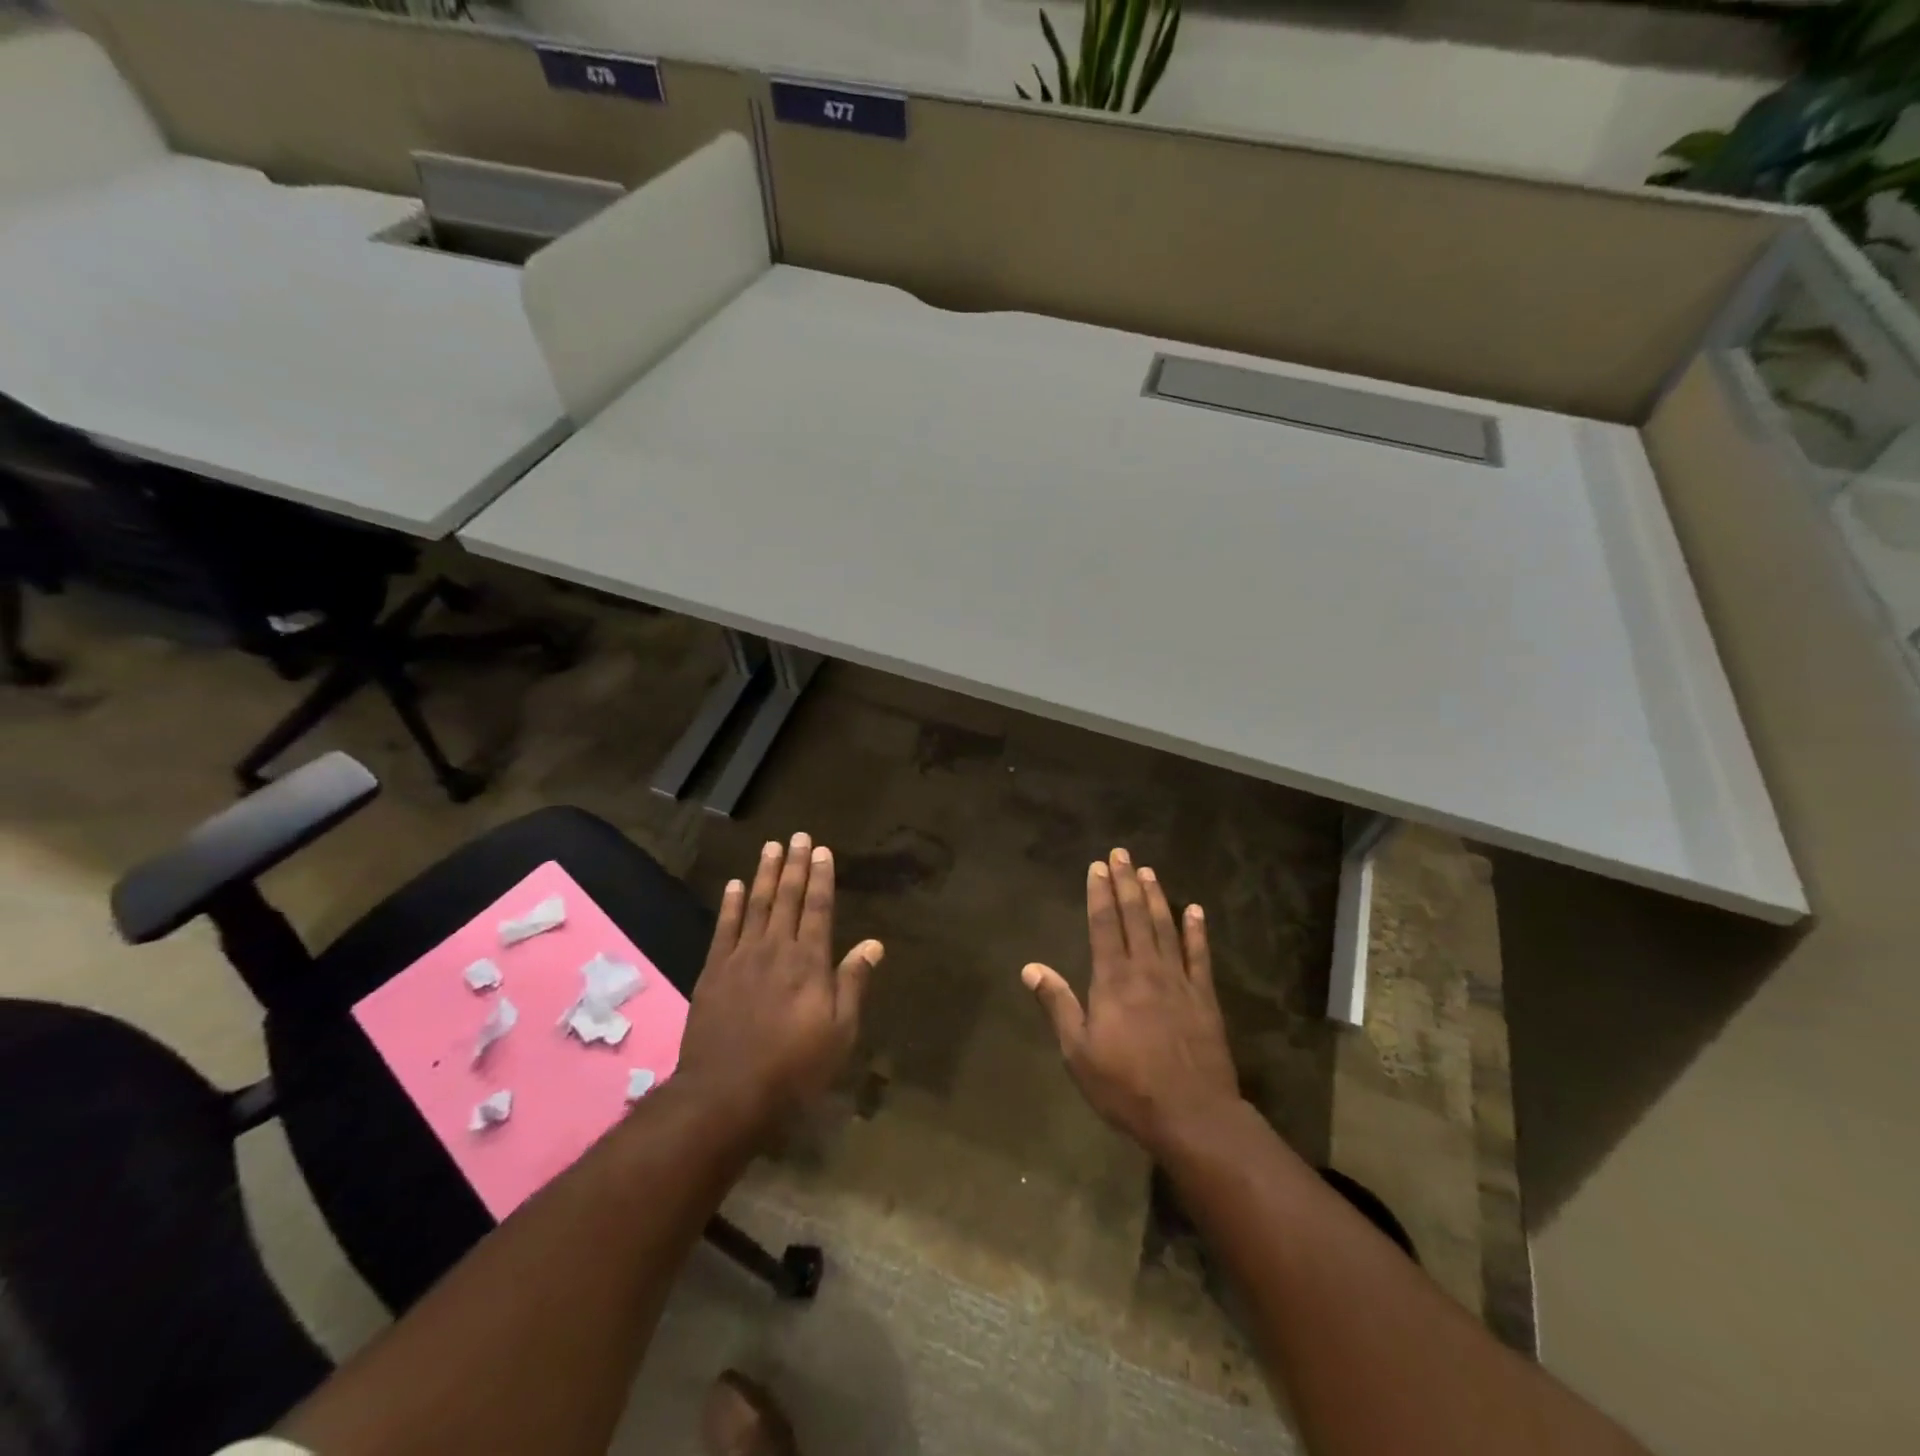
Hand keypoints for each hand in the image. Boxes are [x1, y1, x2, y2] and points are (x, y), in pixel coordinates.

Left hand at [676, 833, 882, 1130]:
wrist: (726, 1092)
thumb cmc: (793, 1067)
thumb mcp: (840, 1033)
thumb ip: (853, 983)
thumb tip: (874, 944)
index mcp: (810, 962)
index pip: (819, 908)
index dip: (821, 878)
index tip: (822, 851)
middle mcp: (777, 949)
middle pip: (787, 898)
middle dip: (794, 865)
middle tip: (798, 835)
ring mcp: (742, 957)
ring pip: (756, 905)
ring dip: (764, 874)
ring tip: (771, 847)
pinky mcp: (714, 972)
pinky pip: (724, 928)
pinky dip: (730, 904)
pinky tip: (735, 885)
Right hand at [1022, 848, 1240, 1157]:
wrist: (1192, 1115)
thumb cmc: (1126, 1086)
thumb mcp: (1078, 1052)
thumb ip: (1057, 1005)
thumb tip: (1030, 968)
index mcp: (1113, 980)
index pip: (1104, 924)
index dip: (1099, 893)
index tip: (1097, 867)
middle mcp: (1145, 969)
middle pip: (1134, 916)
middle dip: (1125, 882)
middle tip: (1121, 853)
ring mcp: (1178, 980)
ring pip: (1165, 927)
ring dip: (1156, 897)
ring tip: (1148, 871)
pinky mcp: (1204, 997)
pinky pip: (1200, 955)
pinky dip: (1197, 931)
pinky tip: (1195, 910)